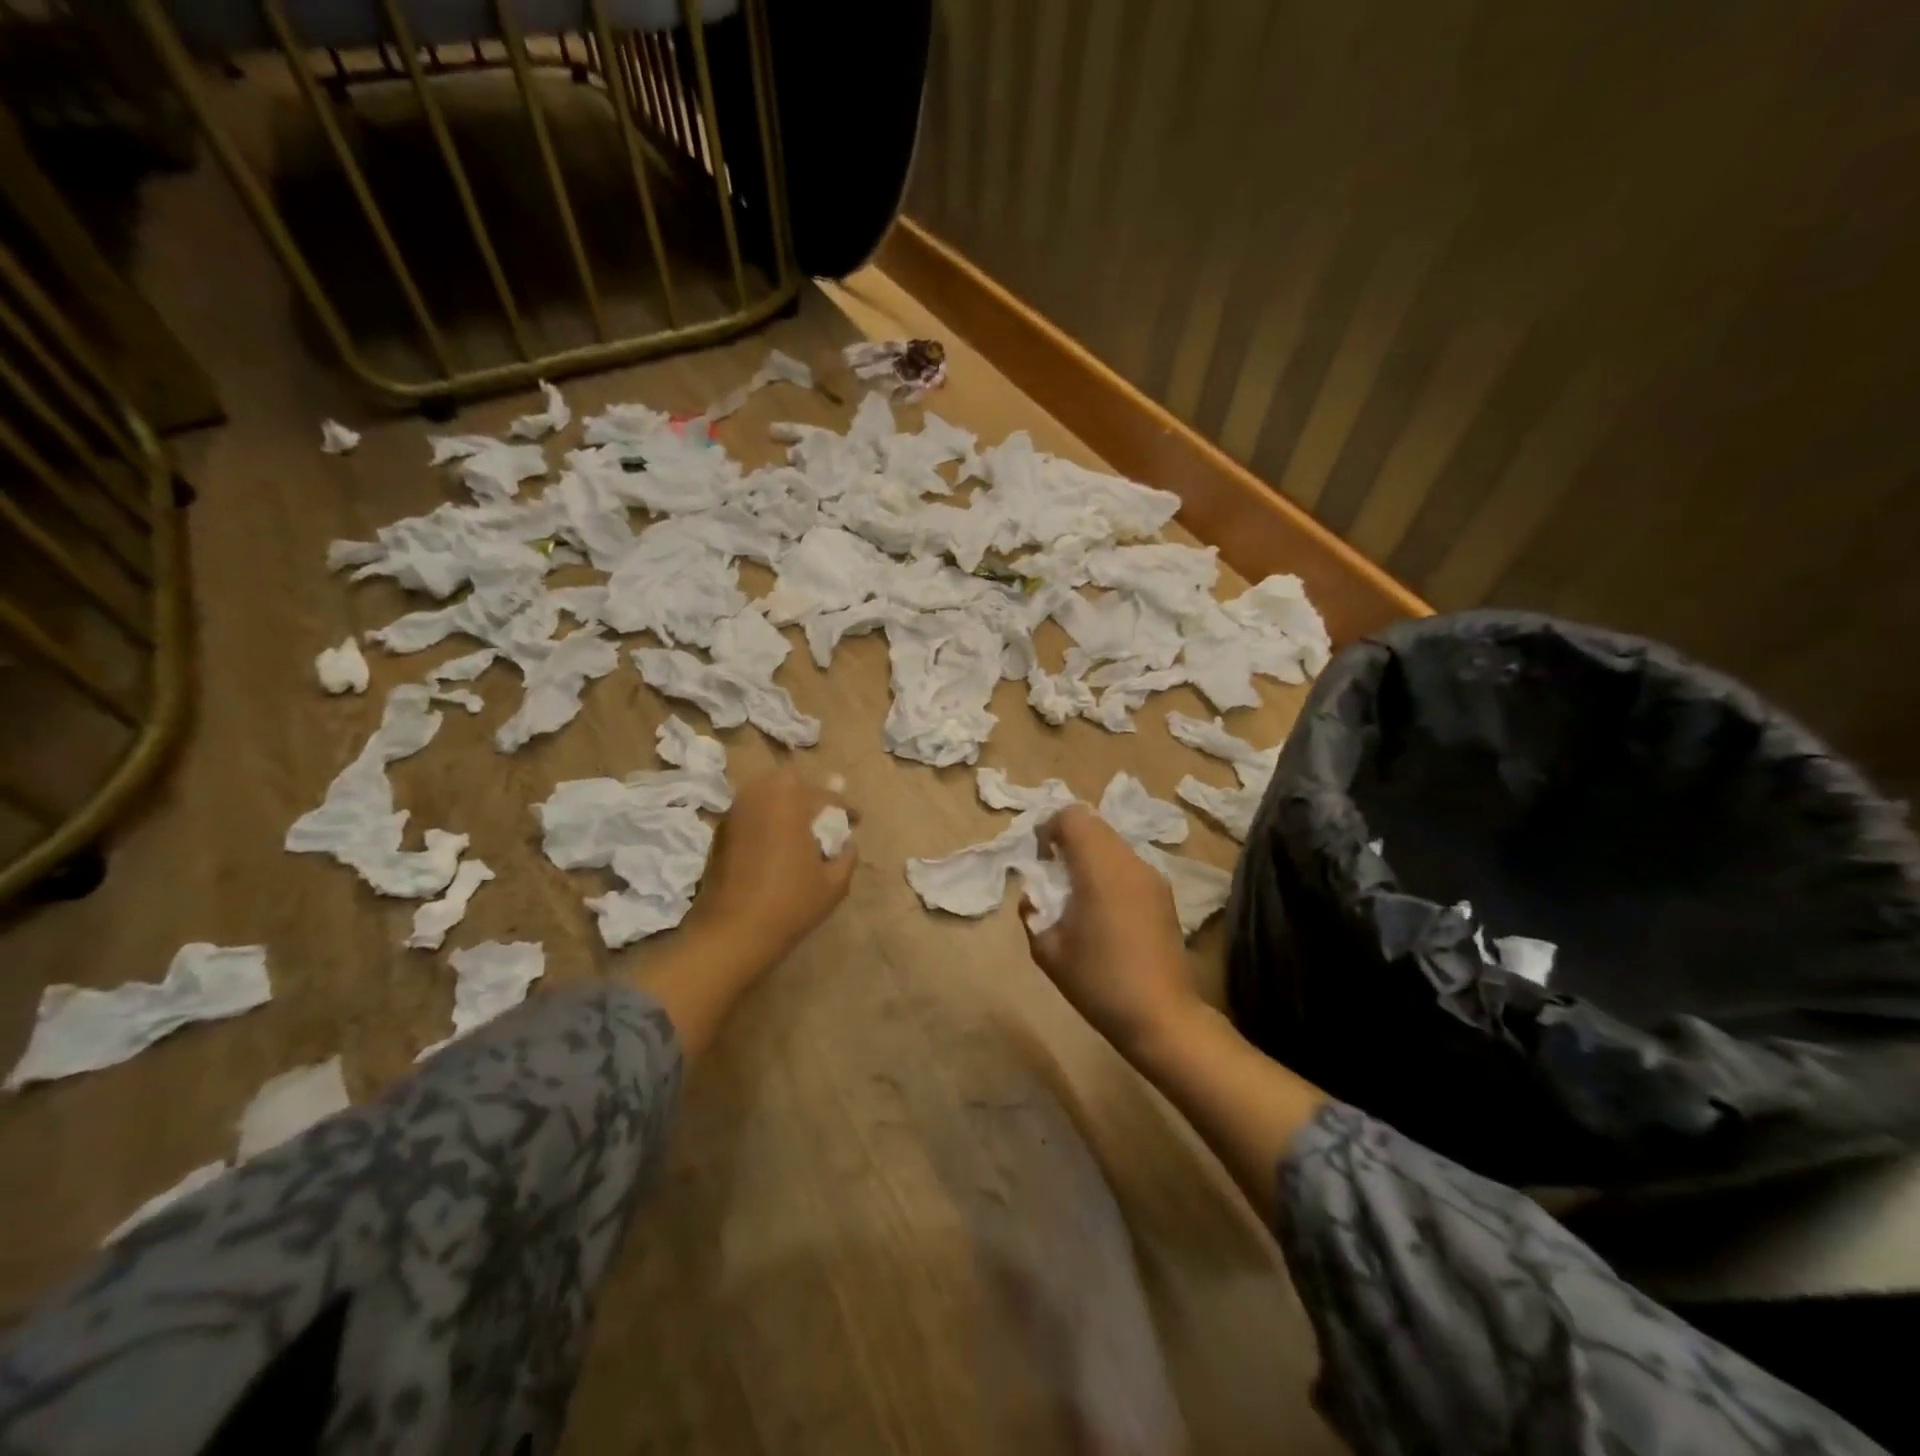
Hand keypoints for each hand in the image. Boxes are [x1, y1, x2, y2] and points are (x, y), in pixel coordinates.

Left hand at [689, 769, 855, 969]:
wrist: (732, 932)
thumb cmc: (790, 902)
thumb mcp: (835, 883)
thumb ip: (847, 856)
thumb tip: (847, 844)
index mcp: (789, 799)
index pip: (825, 797)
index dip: (845, 809)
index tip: (856, 820)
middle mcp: (758, 795)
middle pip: (790, 785)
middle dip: (809, 798)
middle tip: (823, 820)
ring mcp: (734, 812)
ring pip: (765, 797)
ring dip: (784, 808)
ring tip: (798, 833)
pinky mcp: (718, 833)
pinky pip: (749, 816)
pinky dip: (764, 824)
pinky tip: (774, 848)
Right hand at [1023, 805, 1196, 1054]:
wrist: (1161, 1016)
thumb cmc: (1098, 981)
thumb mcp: (1047, 950)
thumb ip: (1032, 910)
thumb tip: (1035, 895)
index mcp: (1099, 869)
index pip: (1072, 817)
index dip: (1049, 829)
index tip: (1040, 859)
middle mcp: (1130, 862)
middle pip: (1094, 825)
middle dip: (1068, 841)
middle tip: (1054, 877)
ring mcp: (1152, 877)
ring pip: (1113, 844)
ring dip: (1089, 856)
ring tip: (1078, 897)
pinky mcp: (1164, 894)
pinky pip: (1128, 865)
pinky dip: (1108, 872)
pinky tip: (1103, 912)